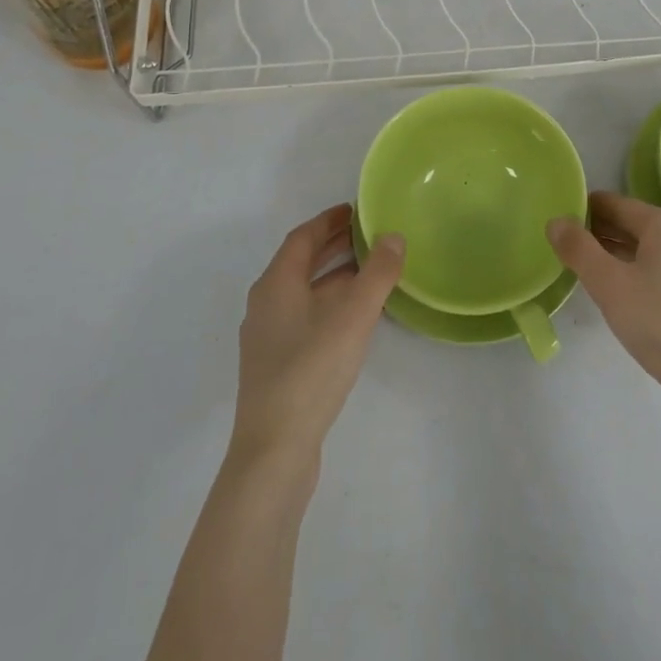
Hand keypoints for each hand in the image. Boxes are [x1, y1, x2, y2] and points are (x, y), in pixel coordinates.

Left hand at [231, 204, 404, 467]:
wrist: (274, 450)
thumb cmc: (311, 371)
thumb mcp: (353, 316)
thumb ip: (377, 273)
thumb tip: (394, 236)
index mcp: (276, 284)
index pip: (302, 237)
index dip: (329, 220)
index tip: (356, 210)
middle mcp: (266, 304)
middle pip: (301, 263)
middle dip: (333, 245)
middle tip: (369, 234)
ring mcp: (268, 337)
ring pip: (304, 292)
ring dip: (334, 276)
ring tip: (371, 271)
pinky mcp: (277, 365)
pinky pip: (306, 317)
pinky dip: (330, 304)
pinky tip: (355, 319)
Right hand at [548, 191, 660, 404]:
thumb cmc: (660, 323)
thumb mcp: (610, 285)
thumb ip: (579, 249)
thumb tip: (556, 220)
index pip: (615, 203)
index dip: (583, 208)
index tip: (555, 220)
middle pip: (631, 225)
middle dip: (596, 232)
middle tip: (560, 245)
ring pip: (644, 251)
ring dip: (612, 255)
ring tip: (579, 268)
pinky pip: (656, 273)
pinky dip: (632, 274)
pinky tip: (615, 295)